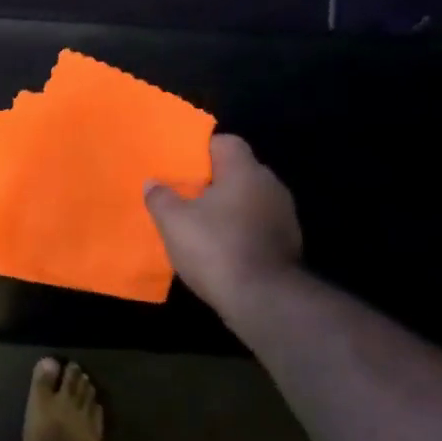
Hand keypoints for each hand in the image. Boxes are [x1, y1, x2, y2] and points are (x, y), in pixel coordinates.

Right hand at [145, 134, 301, 314]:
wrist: (263, 298)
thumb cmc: (215, 248)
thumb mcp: (174, 222)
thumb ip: (161, 197)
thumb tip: (153, 182)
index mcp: (244, 170)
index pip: (225, 142)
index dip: (201, 150)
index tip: (180, 165)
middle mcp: (270, 185)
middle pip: (238, 172)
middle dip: (212, 182)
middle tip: (184, 195)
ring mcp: (284, 215)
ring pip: (249, 200)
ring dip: (228, 209)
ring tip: (200, 224)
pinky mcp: (288, 243)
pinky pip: (258, 226)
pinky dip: (240, 231)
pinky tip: (221, 248)